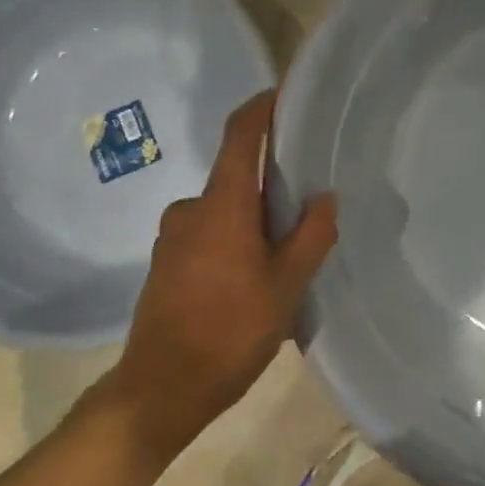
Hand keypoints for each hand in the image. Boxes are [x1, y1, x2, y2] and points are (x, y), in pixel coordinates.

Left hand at [93, 90, 337, 459]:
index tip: (284, 95)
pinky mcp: (166, 264)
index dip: (261, 108)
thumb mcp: (286, 286)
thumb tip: (324, 199)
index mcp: (222, 204)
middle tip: (309, 206)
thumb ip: (311, 236)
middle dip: (272, 185)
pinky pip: (209, 234)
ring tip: (288, 254)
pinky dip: (235, 240)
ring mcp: (173, 237)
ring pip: (225, 210)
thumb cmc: (229, 330)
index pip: (240, 135)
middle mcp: (191, 209)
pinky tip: (255, 279)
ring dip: (254, 220)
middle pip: (237, 176)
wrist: (160, 390)